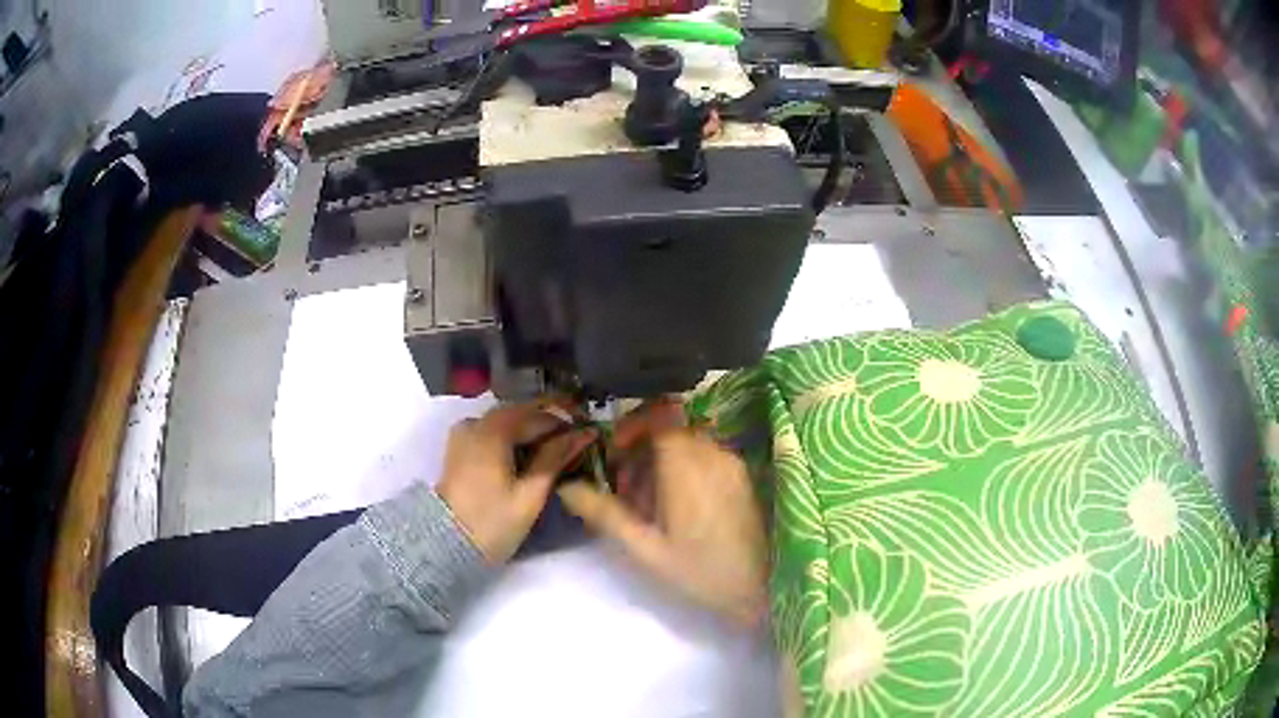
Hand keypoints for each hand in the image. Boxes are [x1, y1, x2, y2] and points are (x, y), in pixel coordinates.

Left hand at [437, 401, 596, 563]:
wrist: (445, 544)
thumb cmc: (492, 522)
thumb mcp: (530, 493)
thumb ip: (555, 458)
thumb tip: (583, 433)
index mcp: (494, 430)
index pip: (540, 415)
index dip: (567, 423)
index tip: (589, 434)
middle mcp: (477, 422)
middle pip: (521, 414)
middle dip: (549, 424)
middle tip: (575, 441)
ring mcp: (464, 433)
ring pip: (507, 422)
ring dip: (531, 431)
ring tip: (555, 451)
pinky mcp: (460, 447)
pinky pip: (492, 431)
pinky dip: (512, 438)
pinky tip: (526, 456)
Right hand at [559, 403, 767, 626]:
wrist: (761, 589)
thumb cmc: (700, 572)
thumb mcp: (644, 549)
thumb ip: (605, 514)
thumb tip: (566, 487)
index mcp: (687, 465)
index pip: (657, 418)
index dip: (630, 429)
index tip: (613, 457)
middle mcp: (713, 453)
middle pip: (669, 432)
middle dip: (640, 453)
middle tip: (625, 493)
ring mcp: (731, 464)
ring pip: (687, 444)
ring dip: (661, 463)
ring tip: (649, 507)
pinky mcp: (741, 477)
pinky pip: (706, 457)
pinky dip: (683, 470)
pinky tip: (676, 509)